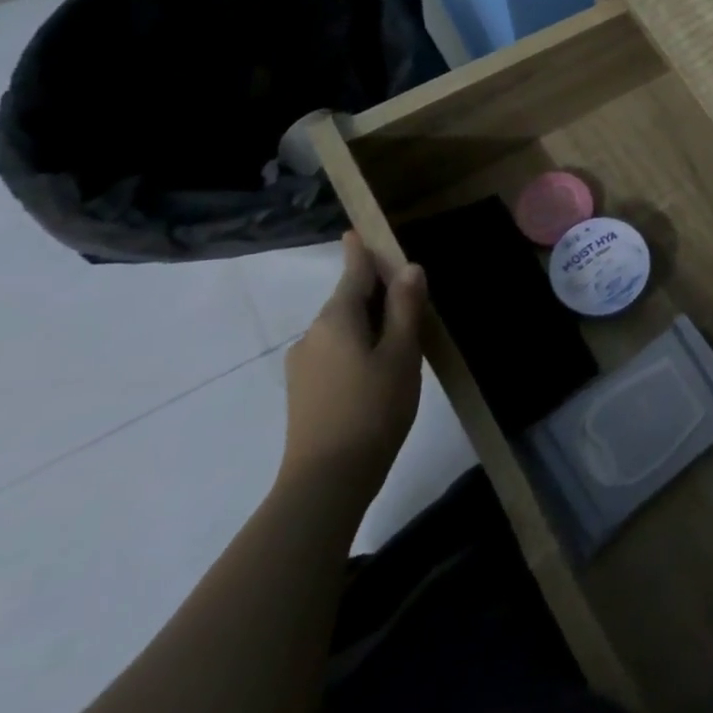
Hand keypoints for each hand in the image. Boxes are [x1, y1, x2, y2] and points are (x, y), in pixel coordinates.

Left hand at [278, 232, 426, 502]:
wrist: (326, 480)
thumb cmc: (373, 408)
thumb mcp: (401, 353)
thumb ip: (405, 307)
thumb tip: (409, 268)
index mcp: (336, 319)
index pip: (352, 273)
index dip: (359, 252)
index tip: (357, 232)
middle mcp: (312, 335)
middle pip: (347, 301)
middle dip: (374, 292)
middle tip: (409, 293)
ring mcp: (303, 365)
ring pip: (342, 329)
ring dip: (369, 323)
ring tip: (402, 336)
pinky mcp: (304, 391)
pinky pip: (335, 351)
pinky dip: (358, 346)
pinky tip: (380, 367)